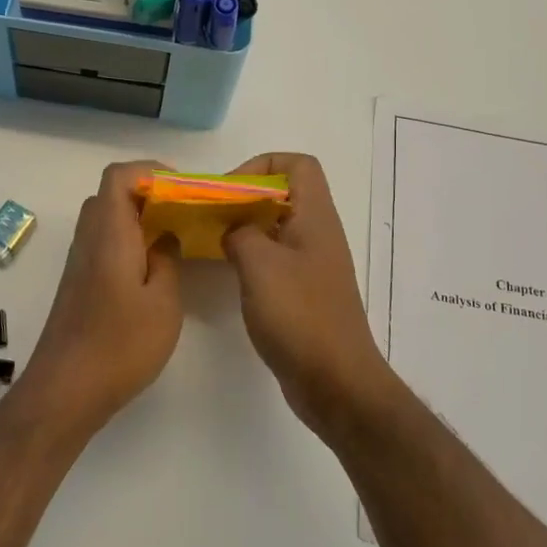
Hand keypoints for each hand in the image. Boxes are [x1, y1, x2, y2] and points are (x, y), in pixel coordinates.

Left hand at [26, 161, 183, 433]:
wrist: (65, 391)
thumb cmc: (119, 345)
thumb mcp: (163, 304)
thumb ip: (168, 261)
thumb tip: (165, 237)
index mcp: (109, 234)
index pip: (118, 176)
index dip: (149, 171)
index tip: (182, 189)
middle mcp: (89, 240)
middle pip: (111, 194)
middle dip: (148, 194)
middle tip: (182, 213)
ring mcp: (79, 262)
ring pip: (106, 220)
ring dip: (138, 219)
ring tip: (173, 239)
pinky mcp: (78, 284)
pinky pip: (103, 243)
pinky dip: (128, 241)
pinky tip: (152, 269)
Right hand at [221, 153, 394, 438]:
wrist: (335, 381)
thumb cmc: (299, 315)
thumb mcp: (259, 264)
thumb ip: (240, 233)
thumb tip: (233, 229)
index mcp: (315, 217)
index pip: (297, 165)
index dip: (262, 166)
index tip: (230, 191)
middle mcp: (318, 234)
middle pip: (284, 194)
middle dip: (245, 197)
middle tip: (211, 216)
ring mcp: (313, 265)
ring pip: (276, 227)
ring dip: (245, 228)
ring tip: (212, 241)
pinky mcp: (305, 292)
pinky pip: (276, 258)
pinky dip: (251, 256)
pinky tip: (228, 273)